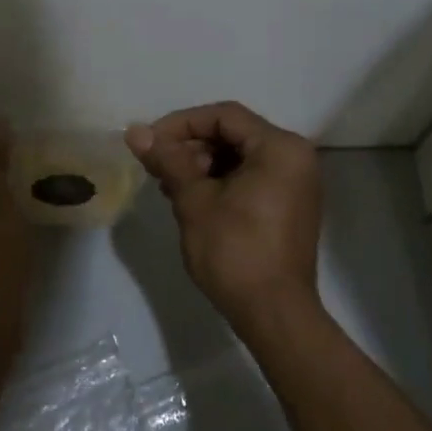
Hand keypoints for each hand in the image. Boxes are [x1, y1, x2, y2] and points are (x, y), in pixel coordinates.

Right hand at [125, 101, 322, 335]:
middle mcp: (295, 157)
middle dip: (191, 147)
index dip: (181, 124)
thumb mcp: (195, 201)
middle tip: (158, 169)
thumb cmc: (235, 252)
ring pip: (240, 157)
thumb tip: (135, 131)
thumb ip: (168, 160)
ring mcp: (296, 183)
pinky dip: (221, 182)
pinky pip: (251, 178)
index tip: (150, 143)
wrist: (274, 314)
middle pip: (234, 134)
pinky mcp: (289, 206)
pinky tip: (192, 200)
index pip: (224, 116)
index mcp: (280, 148)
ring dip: (202, 166)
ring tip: (170, 188)